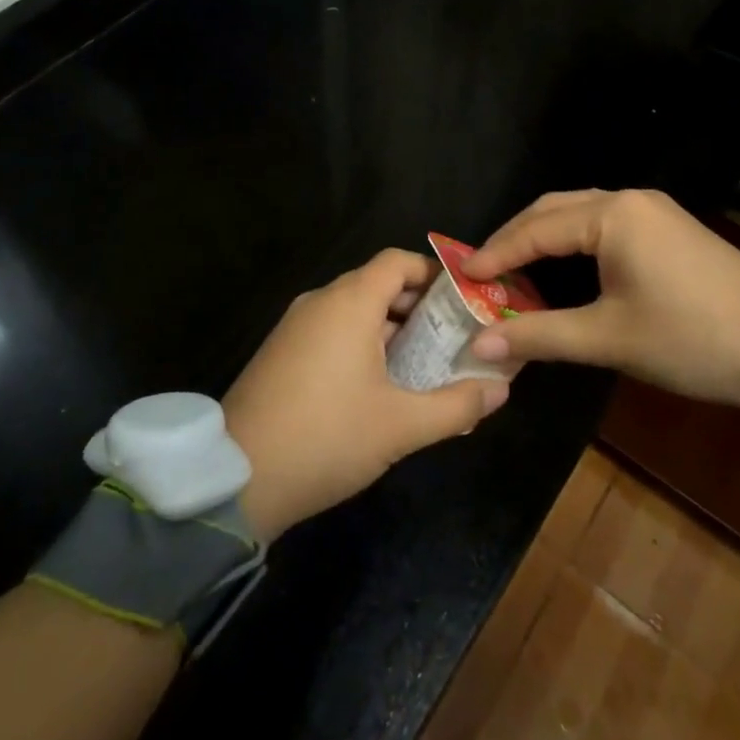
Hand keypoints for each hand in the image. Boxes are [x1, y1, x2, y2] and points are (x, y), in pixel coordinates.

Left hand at [221, 249, 509, 542]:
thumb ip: (456, 405)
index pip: (397, 261)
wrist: (238, 477)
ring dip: (389, 327)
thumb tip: (501, 390)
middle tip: (452, 337)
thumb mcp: (401, 427)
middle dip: (417, 306)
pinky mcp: (280, 351)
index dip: (432, 273)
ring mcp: (295, 325)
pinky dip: (359, 341)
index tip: (463, 300)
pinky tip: (376, 384)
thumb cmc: (328, 437)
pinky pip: (330, 329)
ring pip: (353, 309)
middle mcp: (320, 301)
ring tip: (422, 364)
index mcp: (350, 303)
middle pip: (377, 284)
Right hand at [460, 189, 739, 414]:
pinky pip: (603, 224)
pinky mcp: (668, 228)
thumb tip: (478, 345)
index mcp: (612, 215)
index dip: (496, 254)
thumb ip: (540, 336)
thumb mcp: (609, 339)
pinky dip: (571, 242)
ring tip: (512, 270)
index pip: (536, 229)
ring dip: (543, 238)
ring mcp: (652, 211)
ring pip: (579, 213)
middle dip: (515, 238)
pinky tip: (559, 268)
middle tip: (483, 270)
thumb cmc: (692, 340)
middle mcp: (628, 200)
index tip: (462, 277)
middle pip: (553, 209)